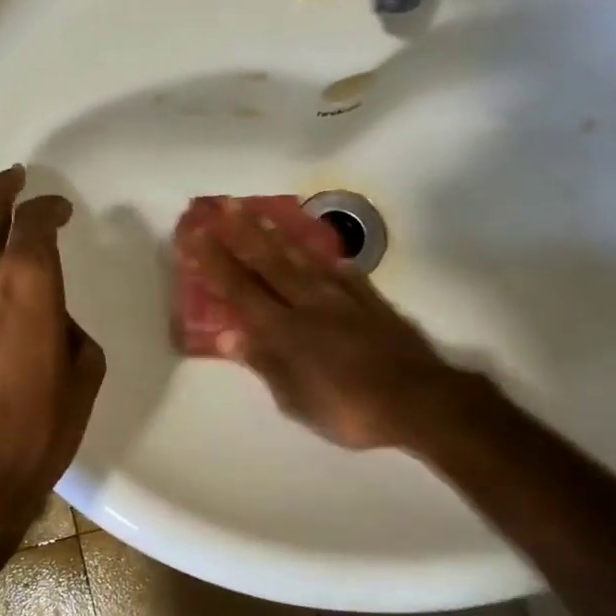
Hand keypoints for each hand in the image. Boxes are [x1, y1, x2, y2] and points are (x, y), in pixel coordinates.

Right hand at [187, 199, 466, 449]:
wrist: (418, 400)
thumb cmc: (349, 410)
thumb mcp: (296, 400)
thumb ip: (264, 363)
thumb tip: (228, 335)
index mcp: (286, 330)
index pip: (241, 289)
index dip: (217, 262)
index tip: (197, 235)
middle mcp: (310, 304)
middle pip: (271, 263)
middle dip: (243, 233)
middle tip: (224, 205)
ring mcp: (344, 299)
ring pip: (305, 260)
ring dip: (279, 236)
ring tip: (261, 214)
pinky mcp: (373, 302)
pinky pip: (344, 273)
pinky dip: (329, 260)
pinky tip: (322, 252)